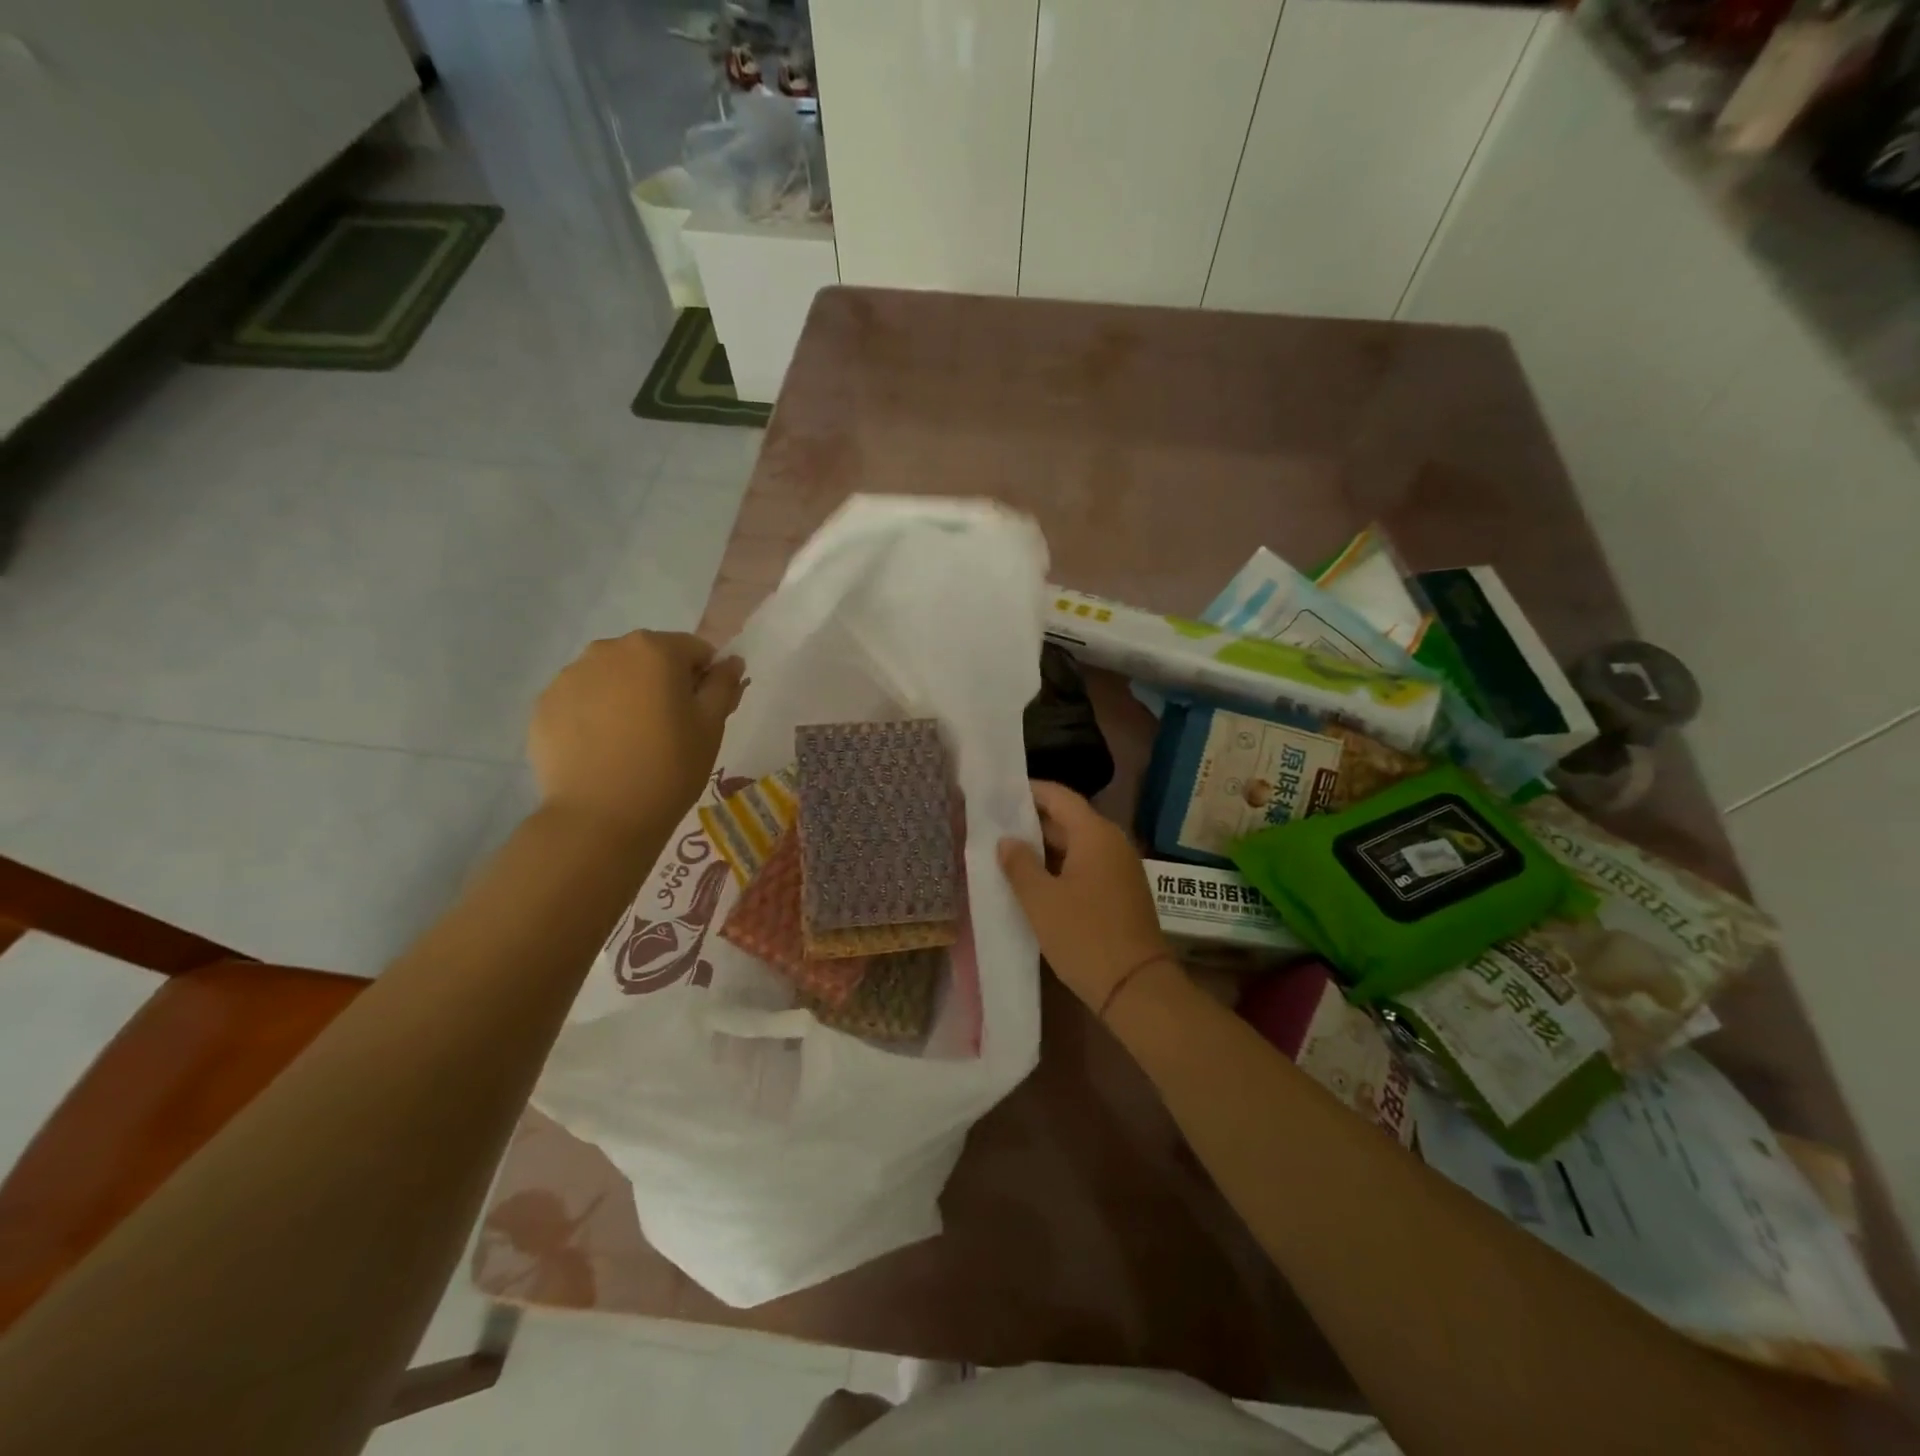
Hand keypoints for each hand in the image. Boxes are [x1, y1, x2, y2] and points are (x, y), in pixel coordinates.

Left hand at [530, 631, 745, 835]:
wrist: (600, 818)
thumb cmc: (670, 767)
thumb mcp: (711, 726)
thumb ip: (723, 685)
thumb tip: (730, 661)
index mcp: (655, 650)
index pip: (693, 650)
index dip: (704, 679)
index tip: (702, 714)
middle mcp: (607, 650)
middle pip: (648, 658)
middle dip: (661, 683)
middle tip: (668, 730)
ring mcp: (568, 676)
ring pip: (611, 677)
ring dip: (625, 696)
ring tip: (630, 742)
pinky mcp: (543, 706)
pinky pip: (580, 700)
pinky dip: (593, 716)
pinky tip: (602, 750)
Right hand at [997, 780, 1178, 1012]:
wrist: (1136, 988)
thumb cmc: (1084, 936)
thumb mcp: (1041, 900)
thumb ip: (1019, 865)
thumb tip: (1006, 840)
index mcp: (1095, 834)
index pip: (1059, 796)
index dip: (1029, 791)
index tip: (998, 792)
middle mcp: (1112, 843)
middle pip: (1068, 819)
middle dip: (1032, 821)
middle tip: (993, 824)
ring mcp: (1120, 868)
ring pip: (1076, 845)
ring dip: (1044, 847)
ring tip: (1006, 852)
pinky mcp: (1121, 892)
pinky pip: (1086, 866)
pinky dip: (1060, 866)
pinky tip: (1035, 881)